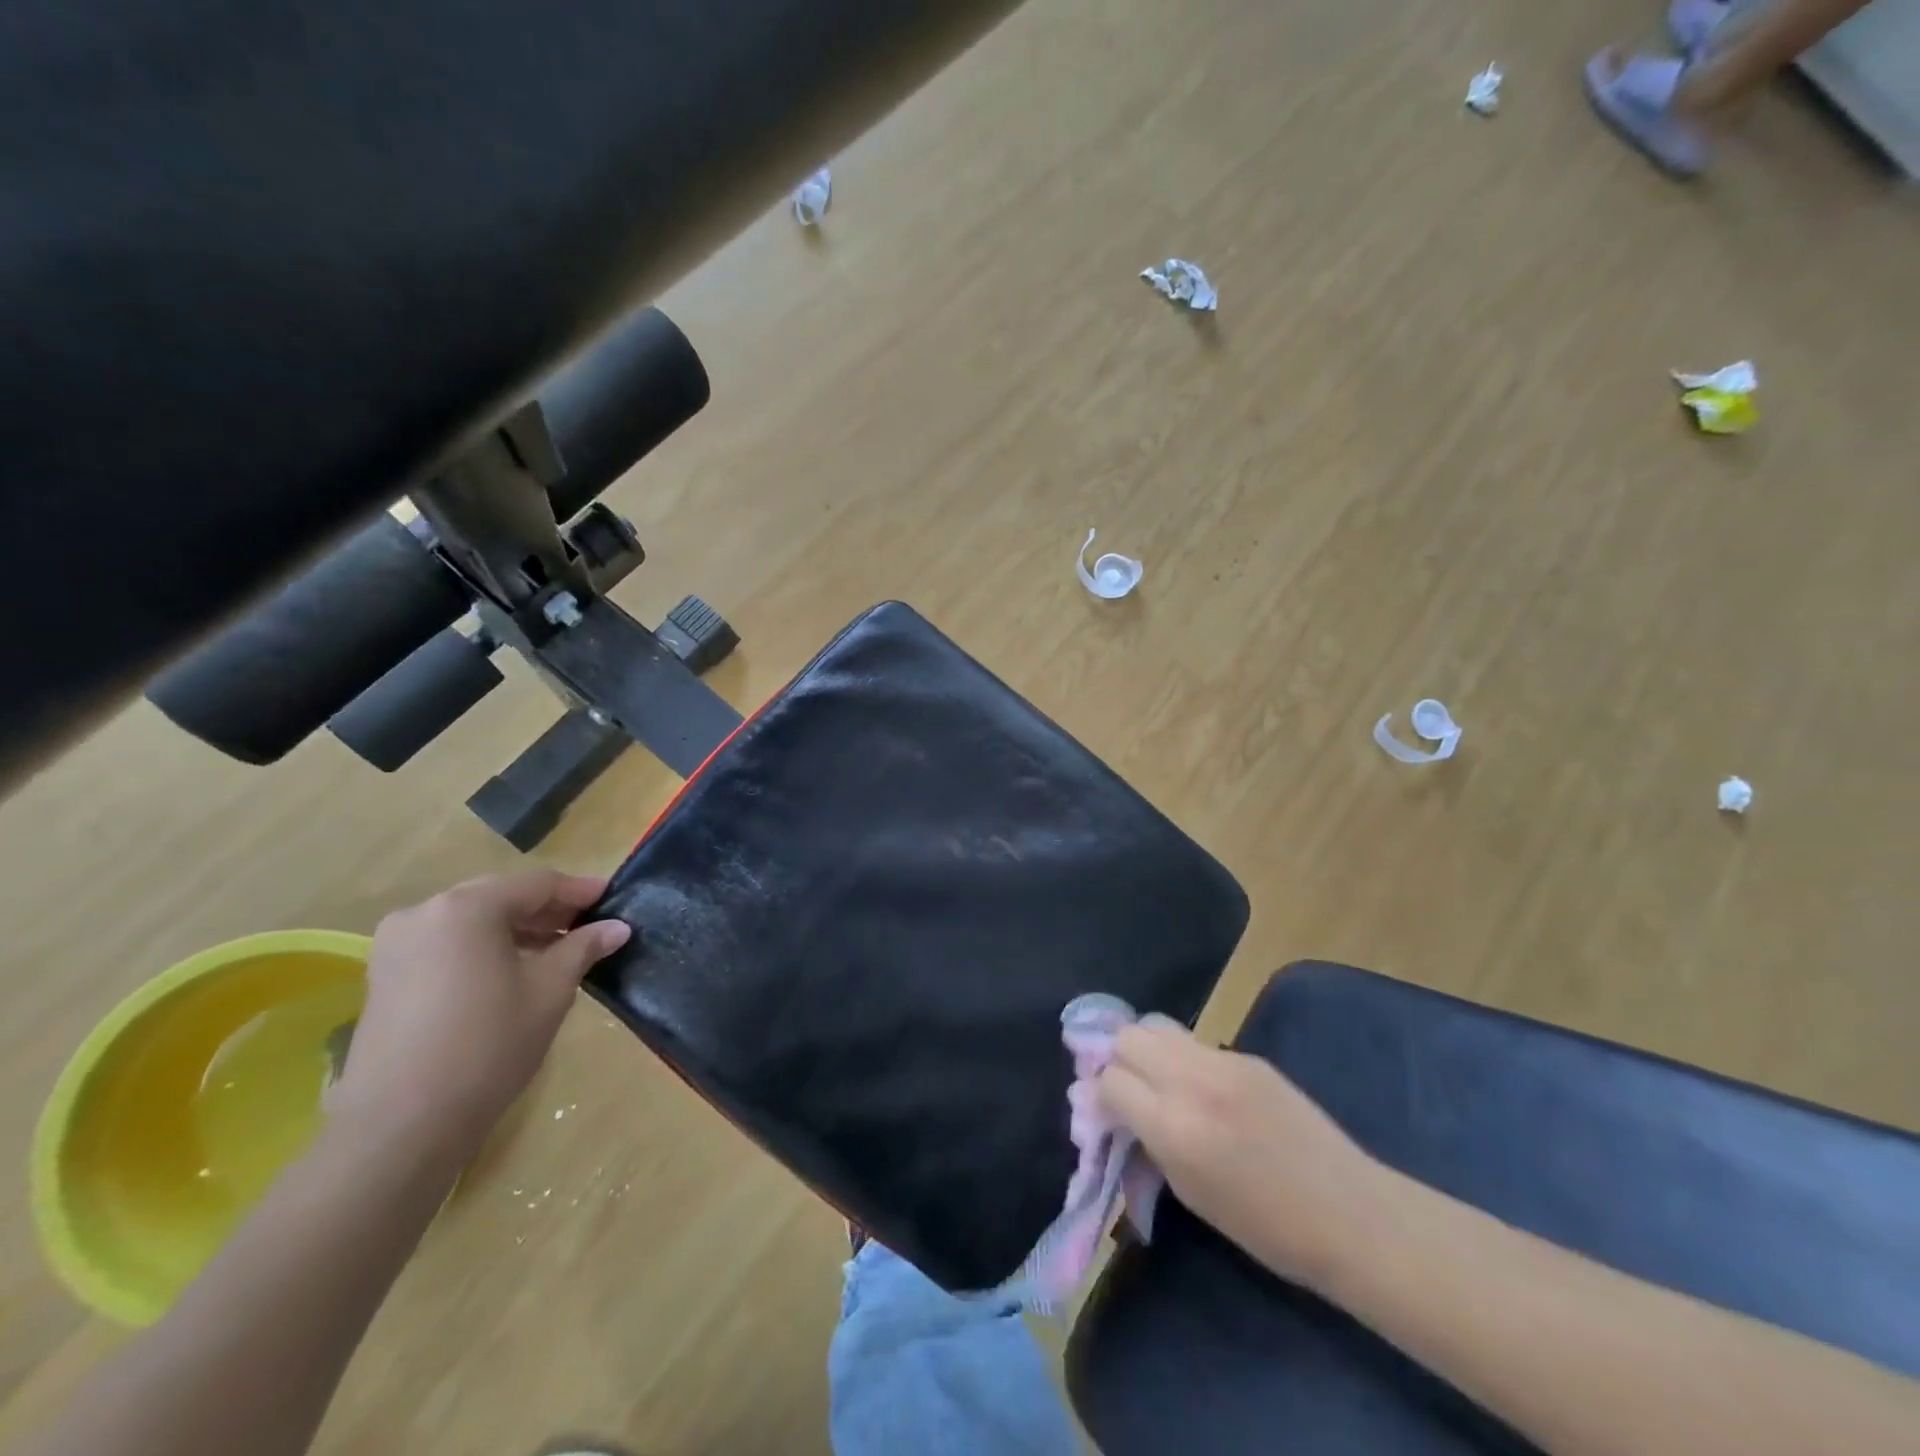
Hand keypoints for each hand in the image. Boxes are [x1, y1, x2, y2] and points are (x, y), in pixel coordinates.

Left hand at [328, 869, 630, 1162]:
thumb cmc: (489, 1045)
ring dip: (516, 930)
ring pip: (472, 920)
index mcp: (467, 907)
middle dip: (547, 910)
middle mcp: (425, 913)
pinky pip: (447, 944)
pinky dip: (484, 948)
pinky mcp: (384, 977)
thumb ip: (583, 948)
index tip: (613, 902)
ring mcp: (396, 945)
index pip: (537, 883)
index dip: (580, 891)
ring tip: (555, 952)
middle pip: (500, 896)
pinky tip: (511, 972)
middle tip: (588, 928)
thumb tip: (617, 927)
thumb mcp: (550, 991)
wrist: (402, 1125)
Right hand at [1096, 1018, 1383, 1289]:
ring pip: (1158, 1026)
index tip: (1103, 1113)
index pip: (1110, 1080)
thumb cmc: (1266, 1227)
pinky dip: (1182, 1058)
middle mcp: (1192, 1080)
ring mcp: (1224, 1061)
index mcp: (1174, 1125)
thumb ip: (1146, 1142)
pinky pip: (1195, 1043)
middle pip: (1128, 1037)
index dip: (1100, 1096)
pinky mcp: (1248, 1056)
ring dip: (1146, 1049)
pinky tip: (1200, 1089)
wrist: (1350, 1215)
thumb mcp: (1189, 1193)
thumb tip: (1111, 1112)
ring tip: (1156, 1080)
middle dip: (1116, 1059)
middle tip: (1126, 1089)